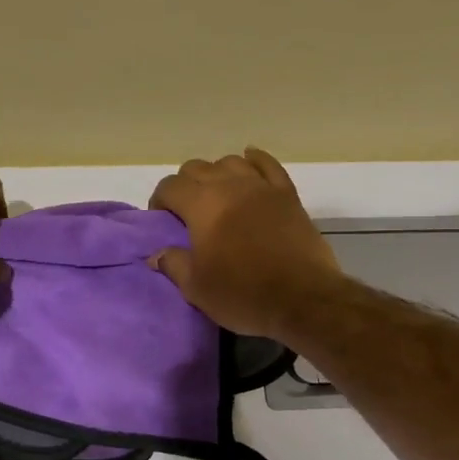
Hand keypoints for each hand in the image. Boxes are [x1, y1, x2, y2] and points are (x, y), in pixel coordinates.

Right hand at [149, 148, 341, 338]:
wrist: (302, 299)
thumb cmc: (243, 294)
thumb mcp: (197, 288)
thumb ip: (173, 265)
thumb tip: (156, 254)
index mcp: (202, 205)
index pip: (170, 186)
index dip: (160, 200)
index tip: (161, 220)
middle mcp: (229, 185)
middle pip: (197, 168)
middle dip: (185, 185)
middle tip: (186, 212)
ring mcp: (261, 186)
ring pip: (231, 162)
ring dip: (217, 173)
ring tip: (217, 195)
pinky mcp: (288, 195)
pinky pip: (268, 165)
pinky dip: (255, 160)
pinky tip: (249, 160)